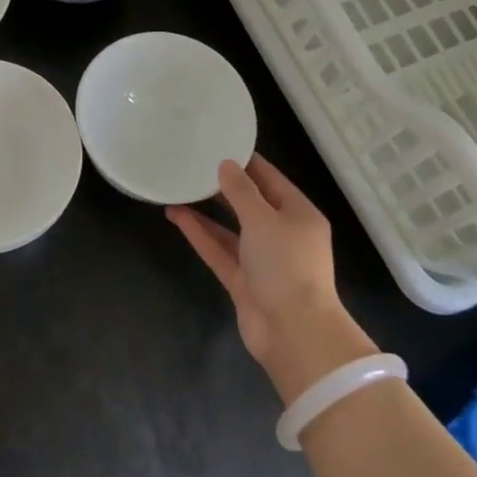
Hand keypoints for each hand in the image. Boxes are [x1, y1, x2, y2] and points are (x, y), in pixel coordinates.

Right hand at [167, 156, 375, 402]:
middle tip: (194, 165)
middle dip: (224, 186)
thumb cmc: (286, 265)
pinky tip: (178, 216)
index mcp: (299, 214)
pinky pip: (220, 251)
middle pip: (250, 204)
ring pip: (231, 229)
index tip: (220, 144)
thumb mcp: (264, 219)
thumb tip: (226, 165)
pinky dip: (201, 235)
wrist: (293, 332)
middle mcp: (282, 234)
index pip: (271, 179)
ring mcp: (262, 260)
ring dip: (207, 212)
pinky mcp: (244, 282)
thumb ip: (242, 191)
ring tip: (178, 189)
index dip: (246, 162)